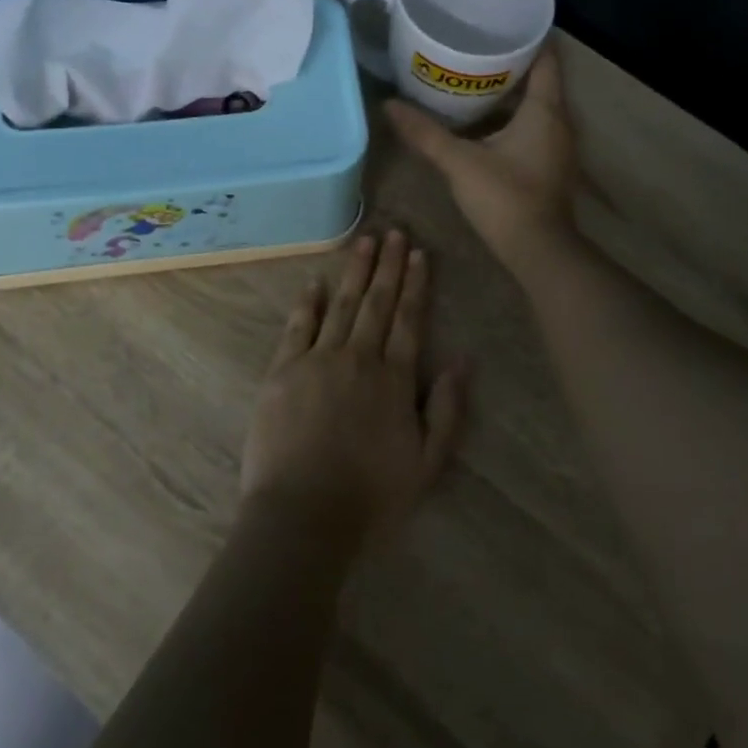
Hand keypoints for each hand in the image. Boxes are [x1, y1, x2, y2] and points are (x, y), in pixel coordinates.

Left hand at [242, 231, 470, 552]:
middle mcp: (358, 358)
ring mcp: (317, 361)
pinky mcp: (283, 372)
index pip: (409, 319)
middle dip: (388, 266)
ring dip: (354, 272)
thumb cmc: (371, 497)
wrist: (303, 516)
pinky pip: (298, 327)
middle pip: (377, 303)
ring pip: (341, 305)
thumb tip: (464, 361)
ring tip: (364, 242)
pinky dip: (307, 302)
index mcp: (394, 379)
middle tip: (394, 232)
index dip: (415, 284)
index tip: (418, 254)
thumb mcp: (427, 463)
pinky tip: (315, 281)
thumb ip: (447, 410)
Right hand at [385, 41, 579, 275]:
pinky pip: (533, 125)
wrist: (537, 250)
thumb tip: (388, 106)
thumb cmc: (505, 197)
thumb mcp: (459, 162)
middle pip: (540, 78)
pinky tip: (483, 118)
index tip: (500, 21)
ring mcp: (557, 144)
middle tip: (474, 45)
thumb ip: (425, 133)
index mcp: (544, 110)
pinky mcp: (549, 163)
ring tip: (473, 75)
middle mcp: (559, 120)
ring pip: (536, 104)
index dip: (527, 36)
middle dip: (510, 61)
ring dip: (510, 90)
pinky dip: (512, 114)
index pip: (546, 57)